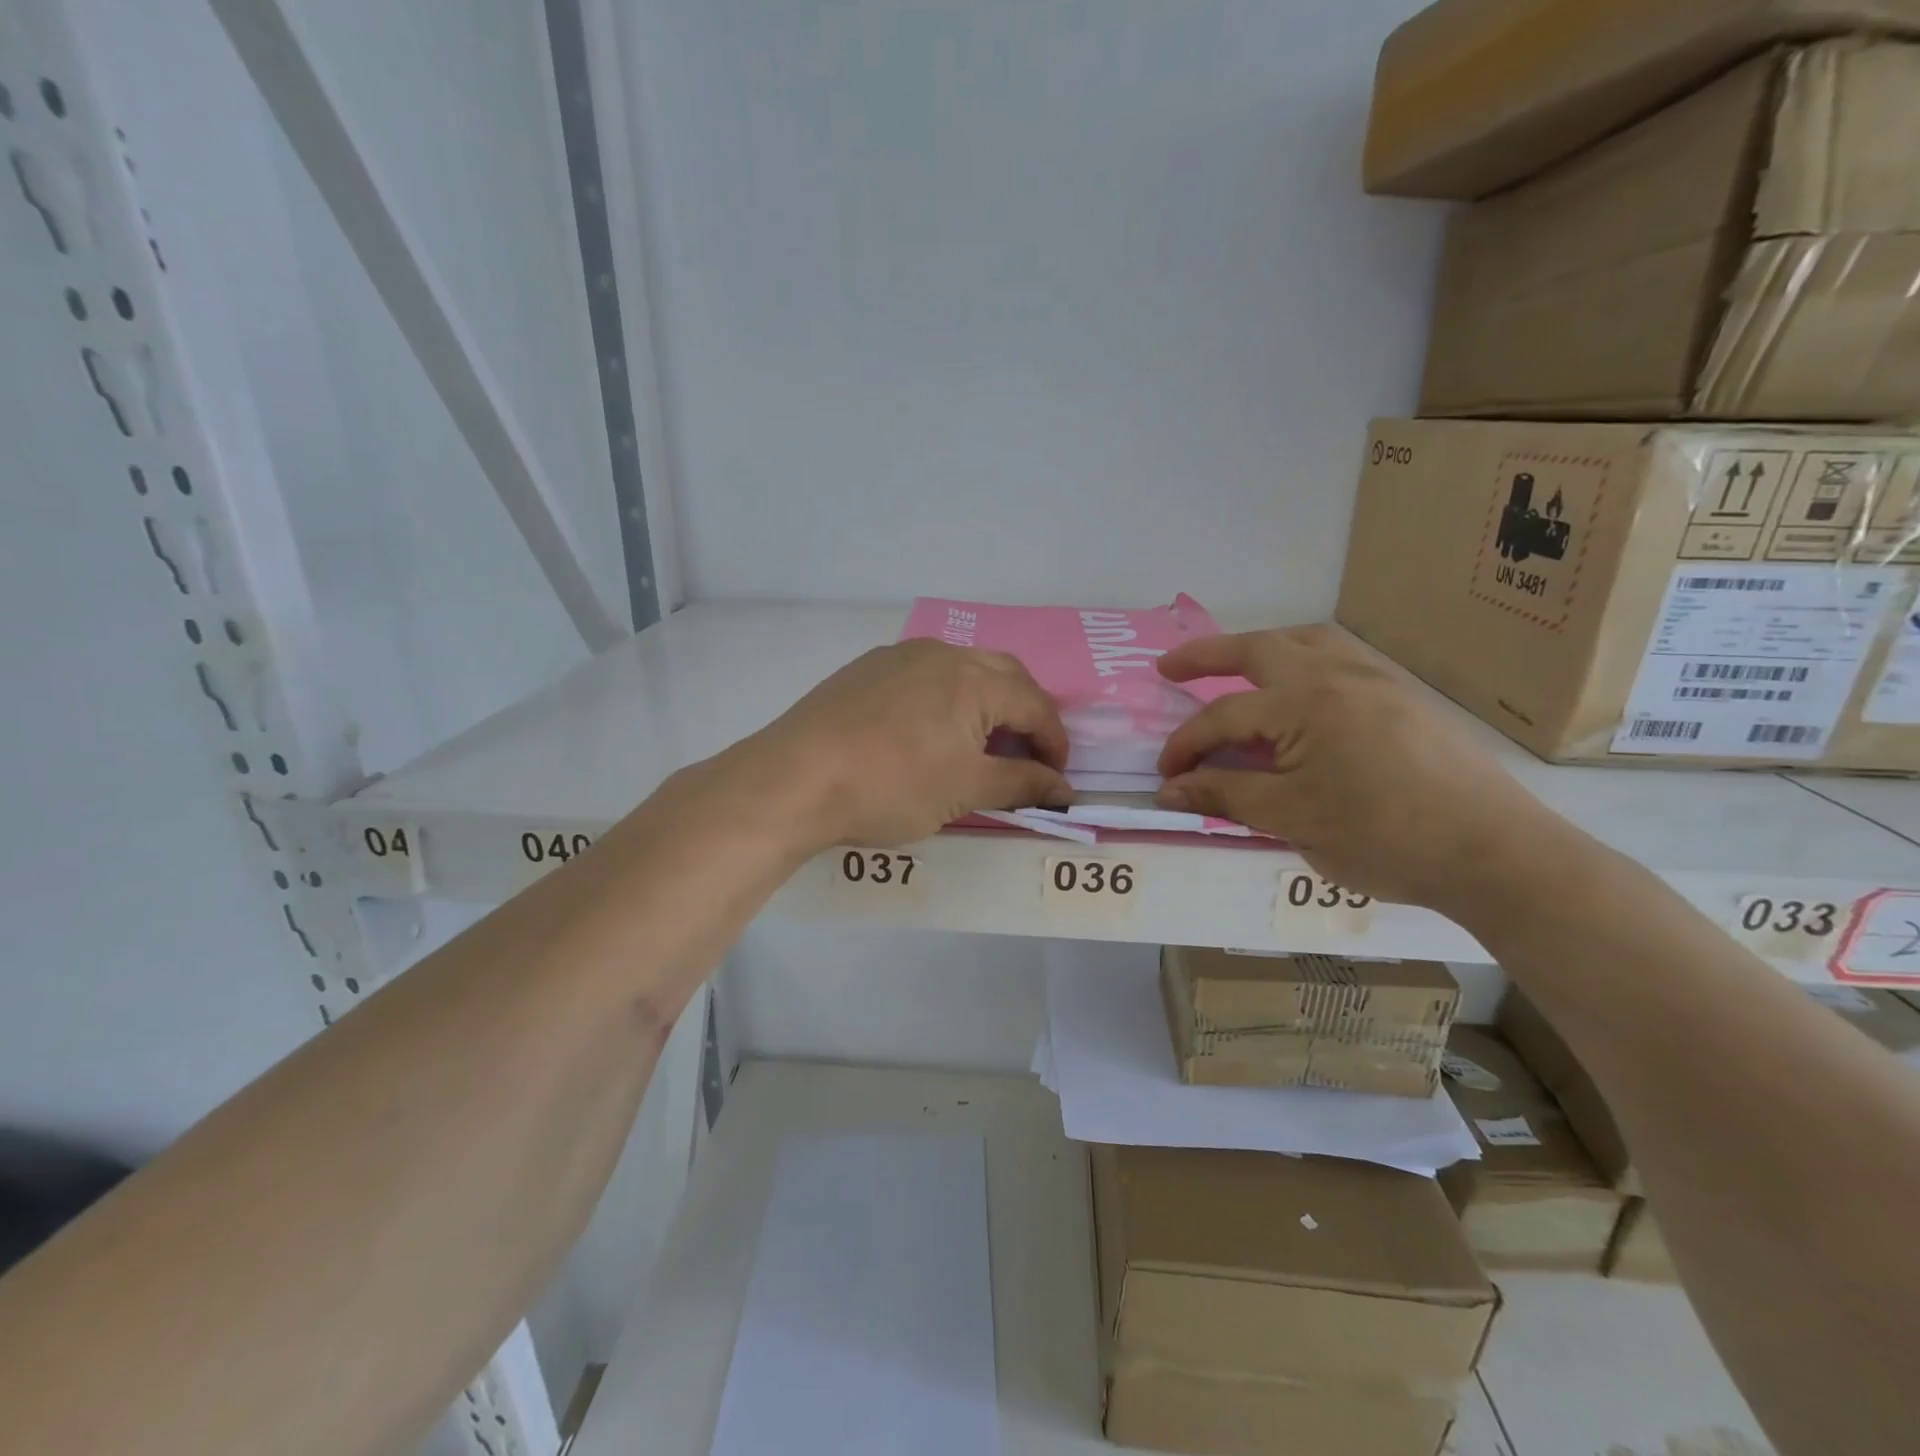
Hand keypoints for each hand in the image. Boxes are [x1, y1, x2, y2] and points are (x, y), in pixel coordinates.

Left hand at [747, 639, 1072, 849]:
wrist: (794, 778)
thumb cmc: (891, 786)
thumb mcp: (965, 790)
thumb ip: (1022, 784)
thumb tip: (1066, 790)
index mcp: (975, 678)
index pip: (1036, 705)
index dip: (1055, 744)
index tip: (1056, 781)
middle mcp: (942, 653)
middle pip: (1005, 676)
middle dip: (1025, 714)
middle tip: (1026, 756)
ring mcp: (900, 656)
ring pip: (962, 670)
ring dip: (985, 703)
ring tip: (980, 745)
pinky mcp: (867, 668)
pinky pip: (925, 675)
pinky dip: (946, 700)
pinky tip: (929, 732)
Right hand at [1155, 625, 1556, 912]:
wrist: (1495, 852)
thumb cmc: (1384, 837)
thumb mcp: (1291, 819)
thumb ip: (1225, 795)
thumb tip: (1169, 789)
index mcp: (1305, 702)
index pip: (1224, 716)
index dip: (1185, 745)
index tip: (1164, 777)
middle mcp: (1338, 674)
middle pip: (1258, 648)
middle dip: (1206, 655)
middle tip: (1169, 668)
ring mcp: (1376, 679)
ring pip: (1305, 642)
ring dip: (1260, 649)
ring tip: (1234, 668)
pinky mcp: (1403, 696)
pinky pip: (1338, 659)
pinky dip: (1301, 662)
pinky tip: (1298, 695)